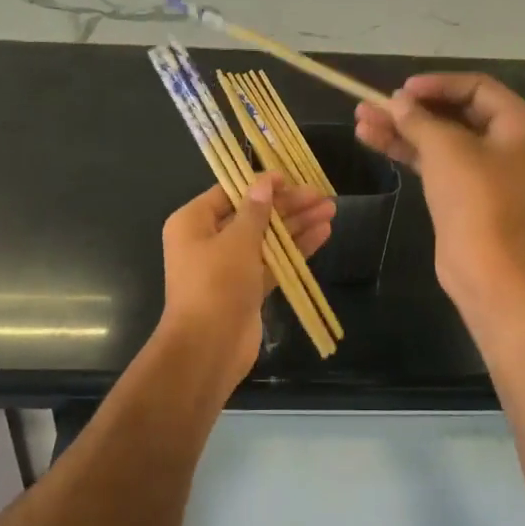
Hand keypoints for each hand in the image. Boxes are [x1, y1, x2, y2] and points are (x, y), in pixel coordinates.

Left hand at [157, 176, 335, 377]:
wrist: (208, 348)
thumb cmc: (216, 284)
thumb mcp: (237, 241)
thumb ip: (256, 211)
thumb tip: (264, 183)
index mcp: (193, 222)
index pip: (230, 193)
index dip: (261, 184)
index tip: (291, 177)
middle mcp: (208, 240)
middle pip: (253, 214)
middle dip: (287, 205)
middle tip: (321, 195)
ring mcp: (229, 266)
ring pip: (267, 238)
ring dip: (297, 225)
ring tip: (330, 210)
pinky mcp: (247, 288)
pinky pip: (273, 261)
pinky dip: (296, 249)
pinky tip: (322, 234)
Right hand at [355, 72, 524, 310]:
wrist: (481, 264)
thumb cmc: (473, 197)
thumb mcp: (444, 148)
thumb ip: (417, 118)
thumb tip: (395, 101)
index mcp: (520, 124)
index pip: (476, 87)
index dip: (437, 84)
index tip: (402, 89)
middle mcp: (507, 140)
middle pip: (454, 111)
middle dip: (411, 108)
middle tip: (374, 103)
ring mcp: (484, 166)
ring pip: (438, 136)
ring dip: (400, 127)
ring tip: (360, 118)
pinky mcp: (463, 188)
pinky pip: (433, 158)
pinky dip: (406, 148)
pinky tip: (370, 138)